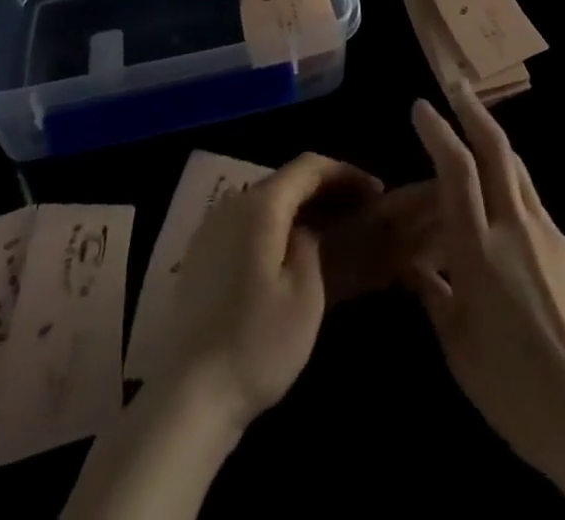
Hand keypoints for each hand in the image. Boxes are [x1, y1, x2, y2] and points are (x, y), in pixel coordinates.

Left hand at [160, 153, 381, 430]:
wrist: (188, 397)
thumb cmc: (257, 343)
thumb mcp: (305, 295)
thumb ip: (311, 246)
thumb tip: (305, 231)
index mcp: (260, 206)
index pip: (308, 167)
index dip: (345, 173)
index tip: (376, 192)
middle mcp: (232, 205)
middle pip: (285, 181)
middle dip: (325, 190)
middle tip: (360, 211)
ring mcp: (211, 230)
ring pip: (265, 203)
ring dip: (300, 209)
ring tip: (333, 230)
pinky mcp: (201, 257)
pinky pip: (247, 225)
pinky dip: (276, 228)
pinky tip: (291, 255)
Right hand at [407, 90, 564, 479]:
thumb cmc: (514, 390)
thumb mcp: (458, 348)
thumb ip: (433, 295)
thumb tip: (413, 266)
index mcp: (479, 249)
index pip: (456, 169)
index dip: (438, 131)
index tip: (421, 106)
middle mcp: (515, 227)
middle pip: (496, 149)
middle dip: (473, 111)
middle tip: (457, 87)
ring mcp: (550, 234)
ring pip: (519, 171)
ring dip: (495, 144)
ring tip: (478, 134)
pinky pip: (535, 206)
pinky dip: (513, 191)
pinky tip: (506, 219)